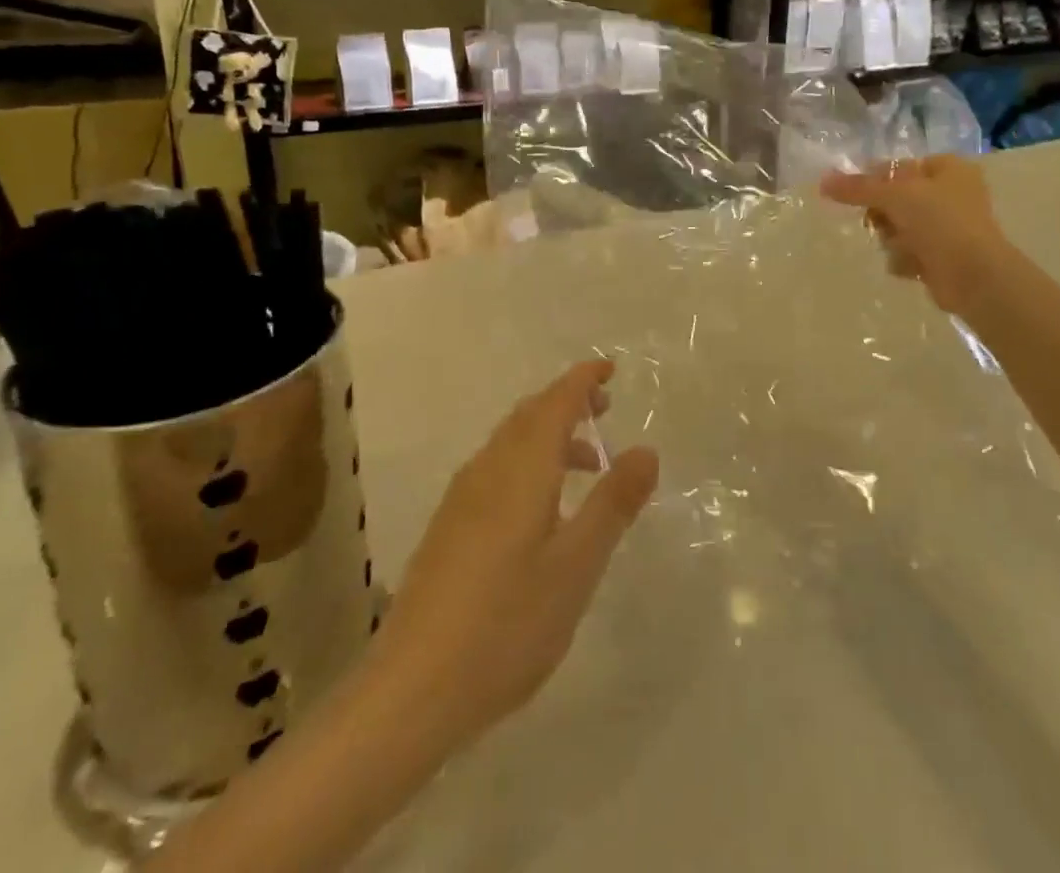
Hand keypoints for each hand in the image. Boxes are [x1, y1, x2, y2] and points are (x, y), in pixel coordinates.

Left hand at [373, 361, 659, 750]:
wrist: (412, 689)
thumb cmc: (506, 624)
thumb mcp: (576, 566)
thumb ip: (613, 503)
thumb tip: (647, 449)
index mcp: (521, 469)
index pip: (555, 402)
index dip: (583, 380)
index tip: (610, 368)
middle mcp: (487, 470)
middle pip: (529, 415)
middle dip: (567, 402)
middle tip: (604, 407)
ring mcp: (461, 498)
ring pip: (510, 442)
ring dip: (549, 434)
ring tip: (586, 462)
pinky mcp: (449, 527)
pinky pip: (496, 468)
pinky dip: (527, 462)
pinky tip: (540, 506)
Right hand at [821, 156, 1013, 317]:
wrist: (975, 276)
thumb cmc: (940, 222)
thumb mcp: (895, 195)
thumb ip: (857, 188)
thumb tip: (822, 181)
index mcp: (949, 168)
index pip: (900, 166)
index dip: (876, 179)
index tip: (857, 194)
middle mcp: (951, 194)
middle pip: (896, 198)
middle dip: (883, 215)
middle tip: (878, 222)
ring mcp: (948, 227)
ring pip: (899, 227)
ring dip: (892, 239)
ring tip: (901, 247)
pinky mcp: (942, 257)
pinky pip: (908, 251)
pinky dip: (905, 258)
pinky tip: (912, 266)